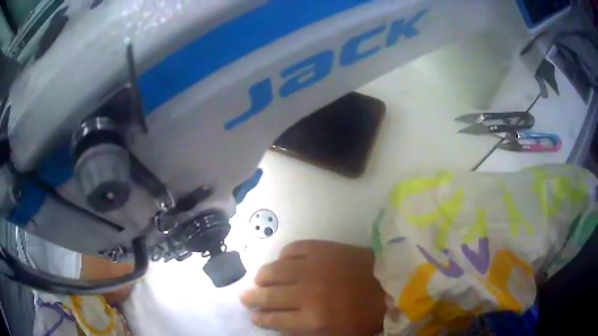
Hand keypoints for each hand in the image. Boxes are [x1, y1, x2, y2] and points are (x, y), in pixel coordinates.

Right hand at [240, 240, 385, 334]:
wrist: (391, 283)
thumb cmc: (367, 314)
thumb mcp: (337, 334)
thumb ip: (306, 331)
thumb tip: (282, 323)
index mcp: (313, 319)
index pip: (275, 319)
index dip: (261, 318)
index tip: (253, 316)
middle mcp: (307, 293)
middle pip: (269, 295)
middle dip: (253, 298)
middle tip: (246, 297)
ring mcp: (313, 268)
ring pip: (274, 271)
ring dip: (262, 277)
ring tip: (259, 280)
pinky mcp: (322, 248)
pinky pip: (292, 250)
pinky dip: (284, 257)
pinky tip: (283, 262)